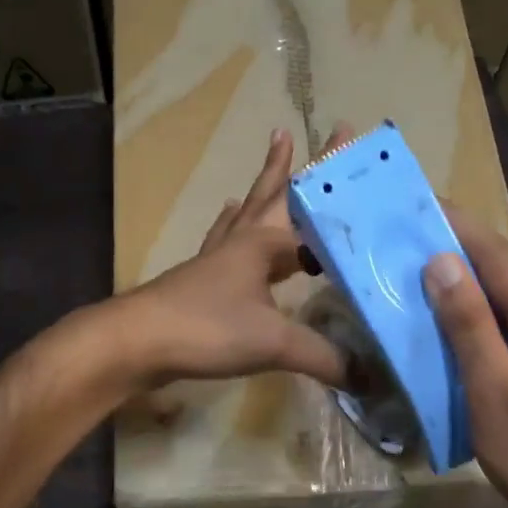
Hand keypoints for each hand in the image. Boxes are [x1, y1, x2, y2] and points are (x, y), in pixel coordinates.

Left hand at [111, 128, 346, 390]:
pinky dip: (232, 230)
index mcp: (263, 243)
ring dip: (260, 192)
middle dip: (289, 166)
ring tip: (270, 165)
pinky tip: (227, 232)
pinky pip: (224, 244)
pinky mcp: (199, 282)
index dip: (335, 189)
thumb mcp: (274, 342)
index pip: (310, 209)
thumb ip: (324, 356)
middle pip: (270, 196)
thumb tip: (370, 376)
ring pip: (245, 215)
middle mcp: (240, 242)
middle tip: (294, 131)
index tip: (352, 154)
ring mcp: (215, 260)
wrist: (137, 343)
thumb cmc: (207, 328)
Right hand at [423, 213, 507, 507]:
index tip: (416, 203)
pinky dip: (478, 318)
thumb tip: (441, 262)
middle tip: (405, 237)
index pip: (500, 257)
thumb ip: (470, 328)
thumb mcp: (496, 395)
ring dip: (466, 284)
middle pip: (507, 273)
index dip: (457, 227)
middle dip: (458, 249)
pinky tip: (451, 325)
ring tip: (417, 272)